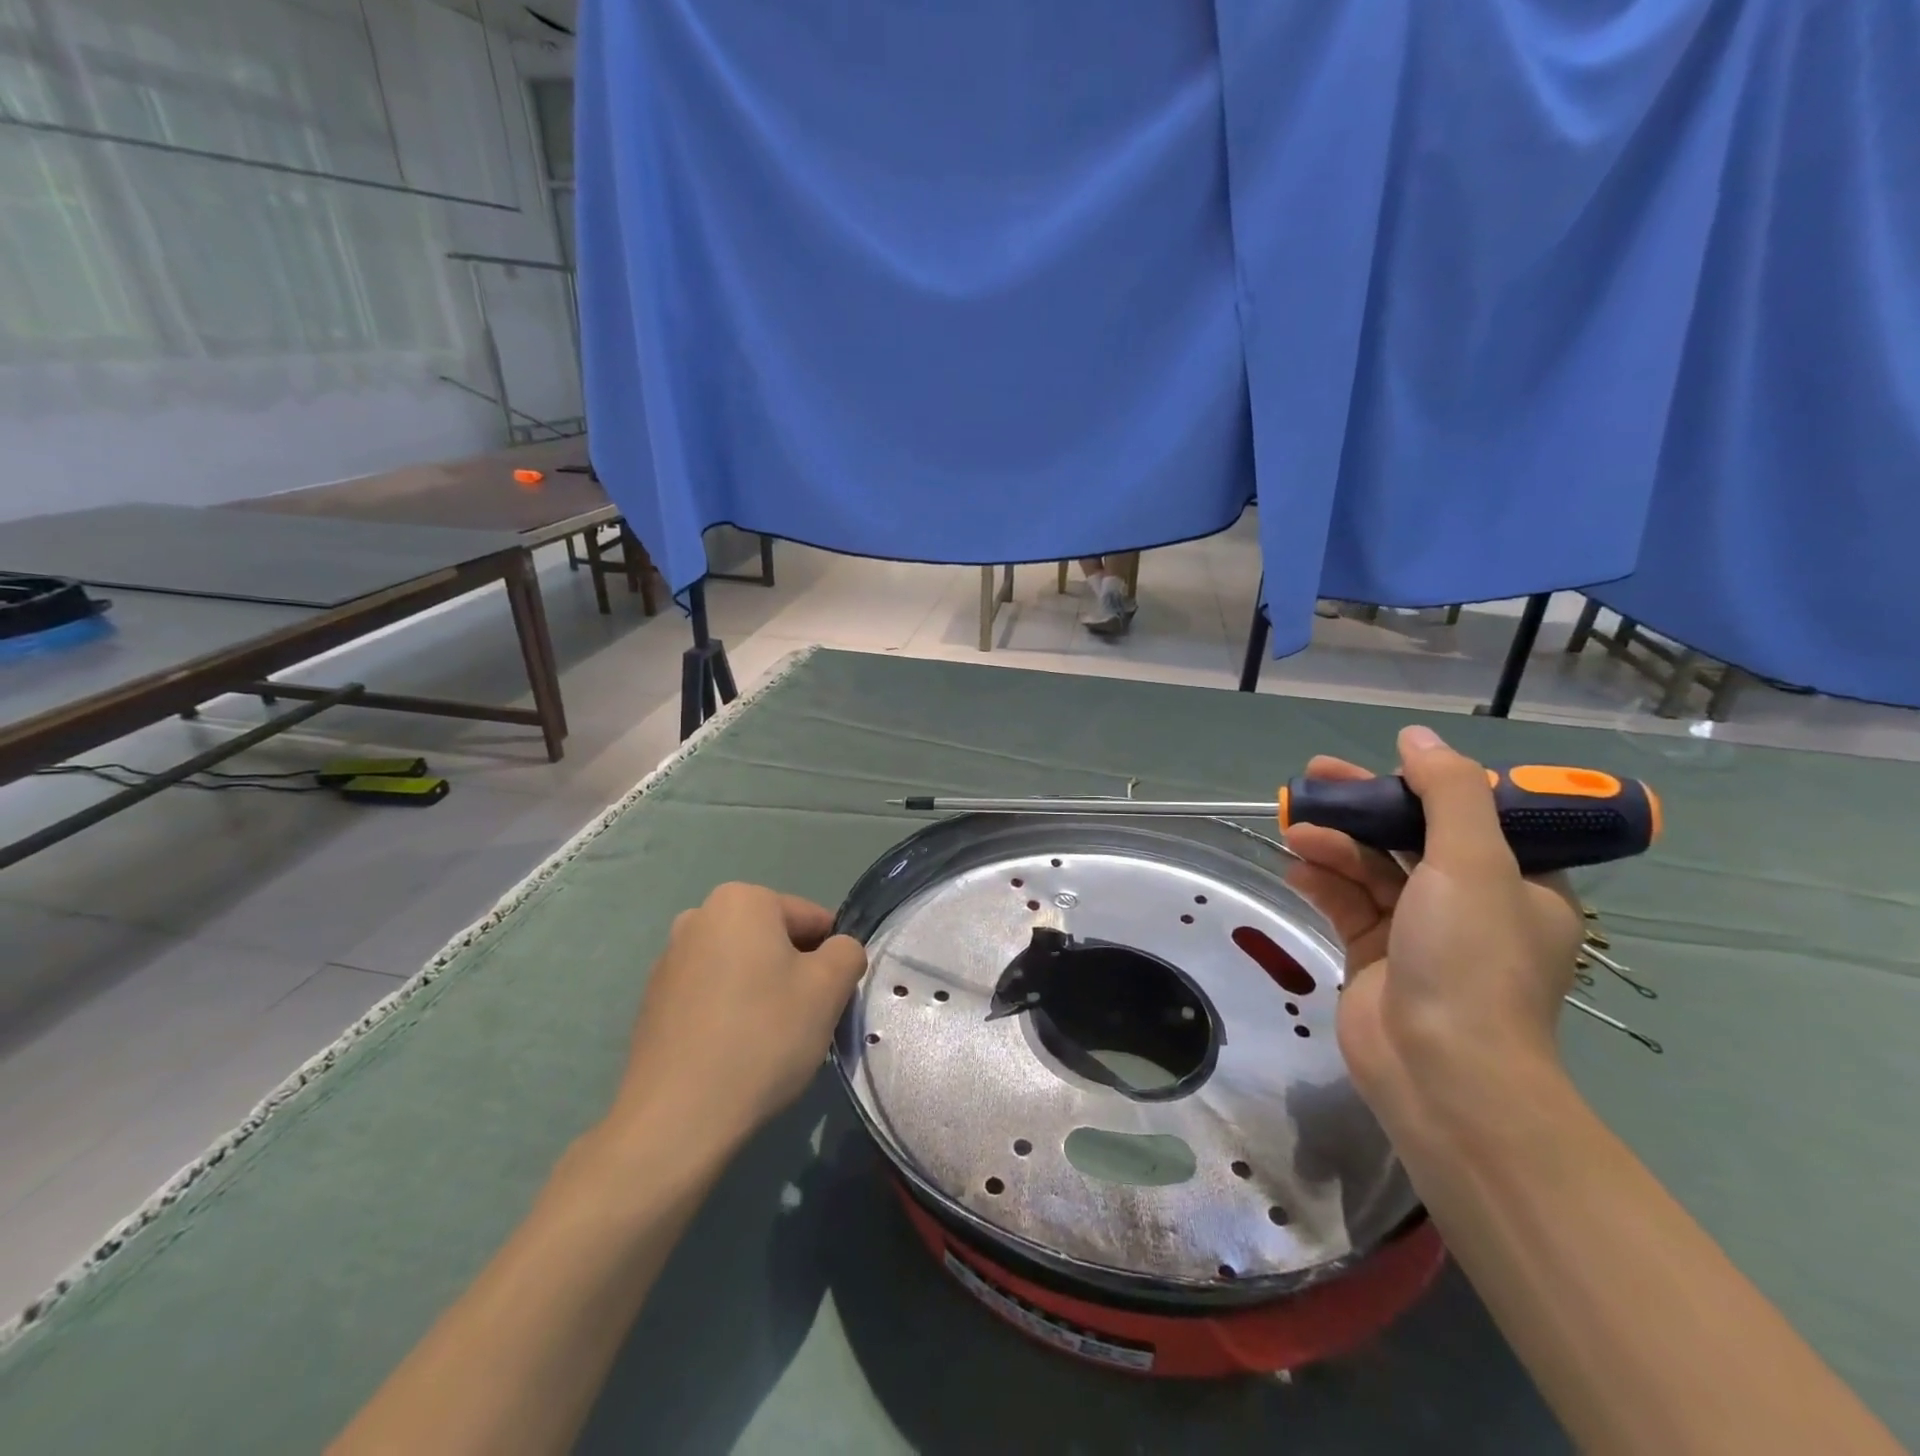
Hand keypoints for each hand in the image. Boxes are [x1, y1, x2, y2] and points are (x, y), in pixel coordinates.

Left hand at [608, 883, 867, 1149]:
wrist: (676, 1118)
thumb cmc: (762, 1036)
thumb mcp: (829, 987)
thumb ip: (847, 952)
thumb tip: (837, 952)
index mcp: (742, 900)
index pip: (813, 920)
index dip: (832, 960)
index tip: (829, 1002)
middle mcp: (699, 917)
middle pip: (775, 941)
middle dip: (795, 975)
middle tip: (803, 1023)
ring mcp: (670, 959)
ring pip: (744, 968)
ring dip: (764, 994)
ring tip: (767, 1044)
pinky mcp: (654, 1001)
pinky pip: (713, 995)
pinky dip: (731, 1014)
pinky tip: (734, 1055)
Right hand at [1283, 725, 1583, 1119]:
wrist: (1441, 1069)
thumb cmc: (1471, 958)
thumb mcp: (1473, 862)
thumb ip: (1446, 791)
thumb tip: (1416, 735)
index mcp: (1517, 882)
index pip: (1472, 816)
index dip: (1424, 785)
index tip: (1382, 768)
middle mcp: (1471, 903)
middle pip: (1410, 837)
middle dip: (1364, 807)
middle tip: (1316, 775)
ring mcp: (1418, 931)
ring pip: (1371, 869)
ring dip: (1335, 844)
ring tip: (1294, 827)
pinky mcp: (1374, 954)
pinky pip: (1346, 903)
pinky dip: (1322, 882)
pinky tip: (1295, 868)